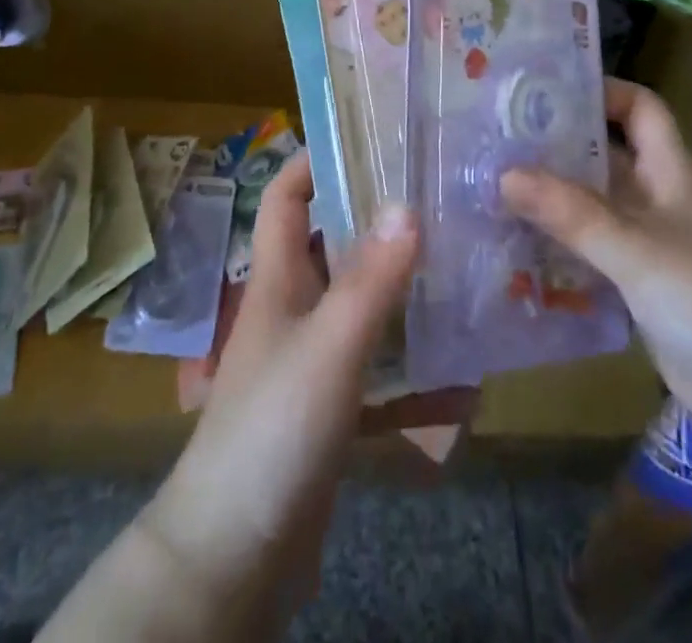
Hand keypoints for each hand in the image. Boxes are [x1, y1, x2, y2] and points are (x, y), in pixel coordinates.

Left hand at [140, 154, 418, 625]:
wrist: (232, 555)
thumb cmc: (271, 430)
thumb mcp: (328, 347)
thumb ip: (370, 280)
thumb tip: (408, 203)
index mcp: (276, 278)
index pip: (286, 196)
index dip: (314, 160)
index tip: (367, 137)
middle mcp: (291, 307)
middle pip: (331, 243)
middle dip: (376, 219)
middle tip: (436, 198)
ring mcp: (308, 359)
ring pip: (359, 305)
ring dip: (400, 291)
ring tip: (459, 267)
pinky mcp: (327, 408)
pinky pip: (375, 371)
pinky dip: (410, 370)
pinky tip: (459, 375)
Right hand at [501, 79, 691, 445]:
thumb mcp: (637, 249)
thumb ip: (570, 213)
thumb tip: (503, 174)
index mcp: (672, 173)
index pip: (640, 109)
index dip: (603, 91)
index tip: (546, 90)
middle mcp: (661, 201)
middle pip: (607, 157)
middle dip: (558, 147)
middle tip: (499, 141)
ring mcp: (652, 247)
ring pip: (595, 208)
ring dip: (552, 200)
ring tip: (494, 190)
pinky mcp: (642, 290)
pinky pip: (594, 254)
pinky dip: (561, 248)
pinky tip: (518, 250)